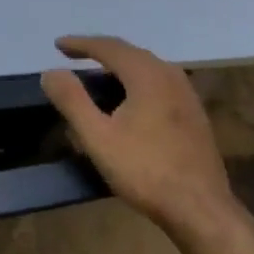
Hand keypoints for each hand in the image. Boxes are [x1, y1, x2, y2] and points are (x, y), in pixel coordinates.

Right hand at [42, 35, 233, 234]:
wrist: (202, 209)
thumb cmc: (146, 171)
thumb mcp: (98, 137)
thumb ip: (72, 101)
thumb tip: (51, 72)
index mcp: (146, 74)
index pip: (108, 47)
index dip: (80, 44)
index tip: (57, 45)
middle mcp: (169, 74)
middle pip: (129, 52)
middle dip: (100, 51)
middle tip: (75, 56)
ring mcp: (186, 93)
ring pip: (147, 67)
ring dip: (120, 66)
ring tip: (99, 75)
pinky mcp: (195, 113)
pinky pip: (159, 82)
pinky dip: (137, 81)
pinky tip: (130, 99)